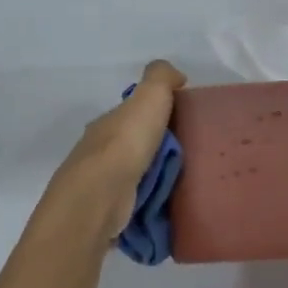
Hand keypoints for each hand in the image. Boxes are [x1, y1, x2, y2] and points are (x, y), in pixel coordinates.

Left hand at [44, 59, 186, 241]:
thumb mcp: (149, 97)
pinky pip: (133, 202)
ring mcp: (101, 183)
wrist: (102, 195)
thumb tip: (177, 76)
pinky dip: (146, 202)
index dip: (155, 116)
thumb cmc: (126, 143)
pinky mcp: (107, 210)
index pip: (132, 115)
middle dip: (155, 150)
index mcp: (108, 123)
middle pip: (132, 146)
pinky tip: (164, 206)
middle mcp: (98, 150)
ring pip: (132, 175)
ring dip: (151, 178)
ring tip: (181, 184)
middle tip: (189, 158)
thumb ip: (161, 78)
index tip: (182, 124)